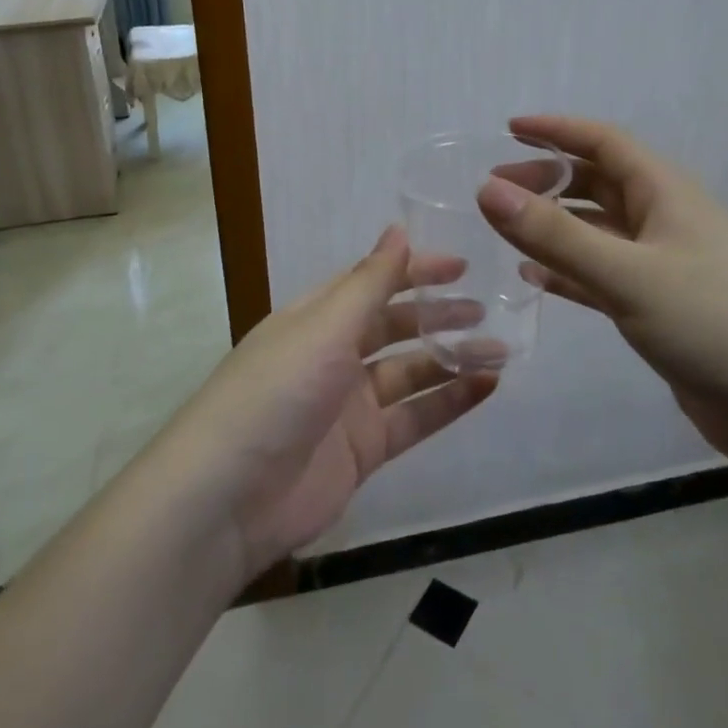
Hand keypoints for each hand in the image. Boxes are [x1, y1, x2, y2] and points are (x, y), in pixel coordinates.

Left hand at [161, 227, 496, 579]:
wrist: (227, 498)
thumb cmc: (276, 392)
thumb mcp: (324, 328)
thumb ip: (368, 283)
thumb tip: (398, 229)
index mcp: (316, 318)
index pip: (372, 282)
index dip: (414, 271)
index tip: (461, 266)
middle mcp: (333, 355)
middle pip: (394, 326)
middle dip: (437, 315)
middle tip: (486, 309)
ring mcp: (349, 405)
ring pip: (411, 373)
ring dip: (452, 359)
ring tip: (500, 350)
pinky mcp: (363, 450)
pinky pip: (414, 419)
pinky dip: (449, 402)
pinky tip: (486, 388)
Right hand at [478, 115, 727, 475]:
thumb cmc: (717, 324)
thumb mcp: (628, 274)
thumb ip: (555, 234)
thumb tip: (486, 188)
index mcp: (666, 193)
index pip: (604, 142)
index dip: (557, 131)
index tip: (508, 128)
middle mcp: (665, 221)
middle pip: (598, 184)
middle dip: (547, 180)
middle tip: (494, 191)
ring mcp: (665, 267)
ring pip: (598, 232)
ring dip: (554, 226)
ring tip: (505, 230)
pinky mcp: (662, 310)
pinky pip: (603, 277)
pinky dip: (568, 272)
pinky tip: (535, 279)